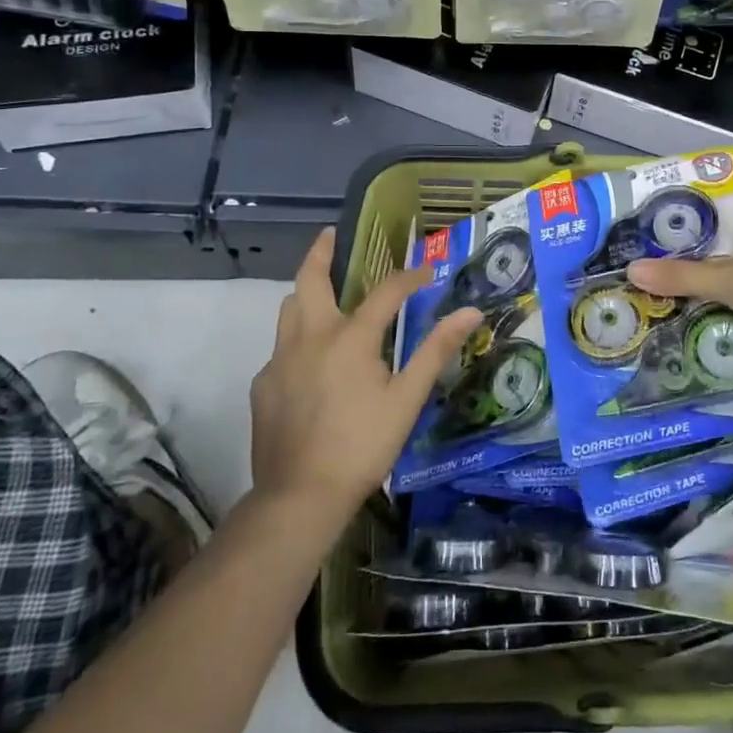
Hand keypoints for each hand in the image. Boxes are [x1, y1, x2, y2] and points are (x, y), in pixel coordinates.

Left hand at [251, 229, 482, 514]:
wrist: (300, 496)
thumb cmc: (362, 444)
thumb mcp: (407, 398)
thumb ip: (436, 350)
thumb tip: (470, 312)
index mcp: (350, 337)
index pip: (385, 292)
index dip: (409, 278)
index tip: (426, 273)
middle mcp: (310, 337)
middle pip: (310, 279)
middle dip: (321, 252)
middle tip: (330, 235)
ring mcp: (280, 360)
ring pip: (288, 309)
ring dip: (306, 293)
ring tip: (322, 293)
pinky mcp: (263, 385)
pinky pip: (280, 349)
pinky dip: (298, 340)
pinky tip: (311, 363)